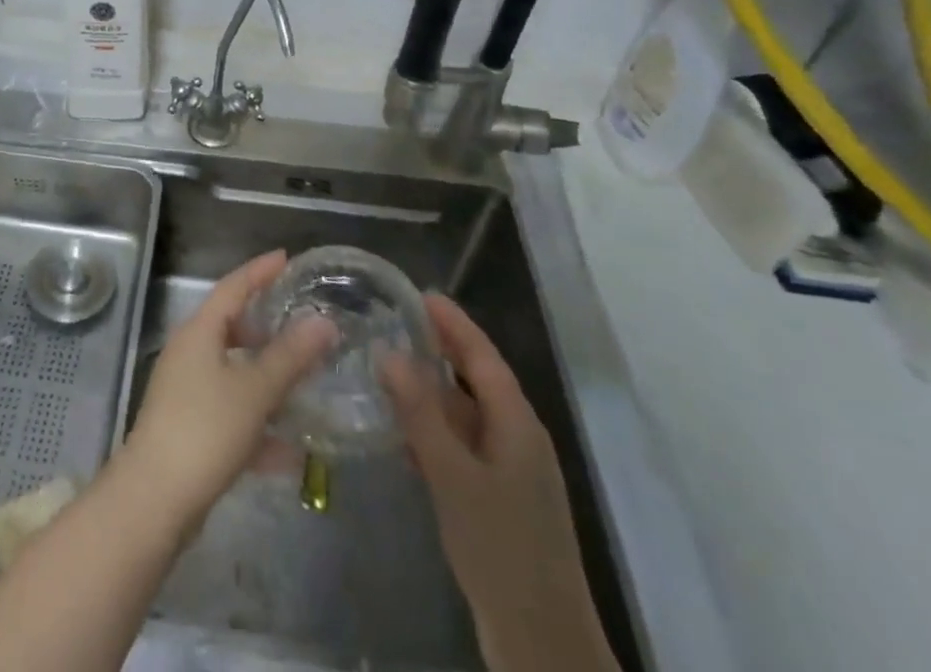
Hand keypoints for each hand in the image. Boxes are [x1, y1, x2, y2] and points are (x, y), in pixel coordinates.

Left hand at [116, 250, 336, 536]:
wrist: (154, 500)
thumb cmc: (204, 429)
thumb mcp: (254, 390)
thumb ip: (291, 357)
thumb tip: (324, 321)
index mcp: (199, 332)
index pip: (232, 287)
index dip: (259, 270)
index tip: (286, 257)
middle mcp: (189, 354)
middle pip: (231, 328)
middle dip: (267, 328)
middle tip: (302, 327)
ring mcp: (186, 393)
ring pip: (234, 374)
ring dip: (267, 381)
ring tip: (306, 385)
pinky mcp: (189, 431)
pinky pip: (231, 415)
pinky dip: (259, 427)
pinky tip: (291, 454)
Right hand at [380, 294, 617, 671]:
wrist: (541, 643)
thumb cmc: (500, 548)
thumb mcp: (453, 476)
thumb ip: (420, 413)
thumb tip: (389, 351)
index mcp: (517, 424)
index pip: (483, 356)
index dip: (454, 324)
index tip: (422, 293)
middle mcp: (518, 438)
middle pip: (478, 379)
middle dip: (443, 349)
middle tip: (399, 320)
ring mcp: (510, 471)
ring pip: (469, 413)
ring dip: (434, 389)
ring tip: (391, 365)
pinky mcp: (498, 499)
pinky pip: (464, 445)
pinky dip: (436, 427)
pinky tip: (404, 430)